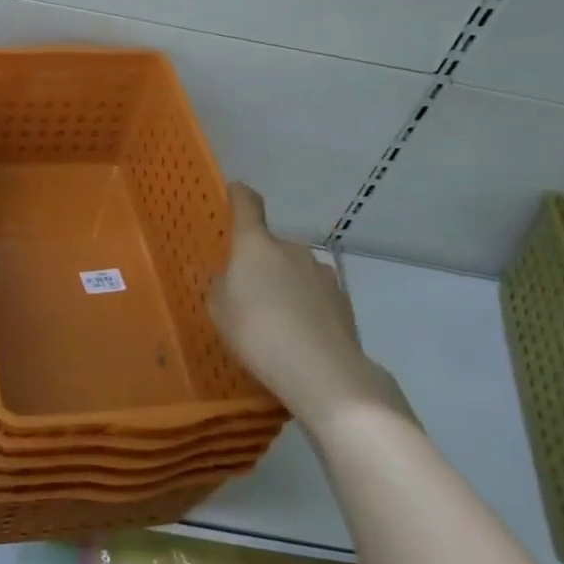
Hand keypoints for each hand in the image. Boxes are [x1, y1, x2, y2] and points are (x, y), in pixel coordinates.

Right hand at [208, 183, 413, 428]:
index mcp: (256, 245)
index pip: (247, 205)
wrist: (323, 371)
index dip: (239, 196)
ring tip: (277, 324)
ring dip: (285, 286)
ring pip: (295, 272)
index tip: (234, 191)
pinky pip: (315, 296)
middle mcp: (291, 249)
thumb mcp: (219, 311)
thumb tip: (233, 279)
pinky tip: (301, 338)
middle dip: (260, 264)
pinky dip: (306, 308)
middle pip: (270, 247)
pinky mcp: (343, 300)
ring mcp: (322, 273)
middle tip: (248, 297)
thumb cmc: (258, 332)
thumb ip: (222, 287)